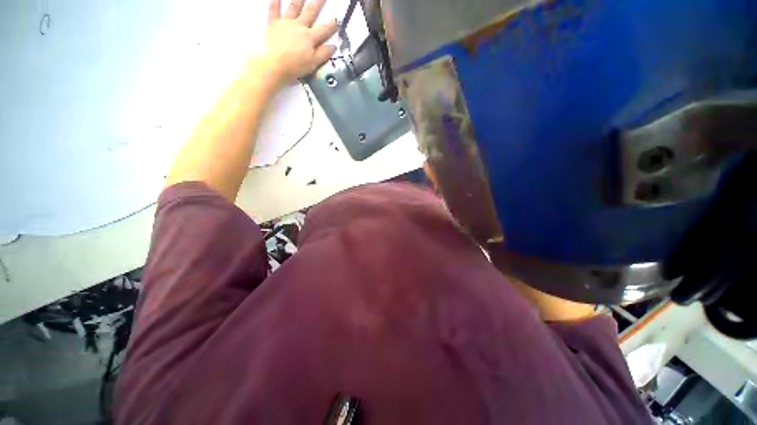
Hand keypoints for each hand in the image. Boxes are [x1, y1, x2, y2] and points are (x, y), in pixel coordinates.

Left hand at [264, 0, 337, 83]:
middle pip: (310, 13)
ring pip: (294, 7)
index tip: (337, 19)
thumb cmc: (295, 67)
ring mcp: (285, 23)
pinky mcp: (273, 24)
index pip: (324, 30)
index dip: (332, 25)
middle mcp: (299, 26)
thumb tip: (333, 46)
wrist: (274, 65)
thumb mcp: (313, 63)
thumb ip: (324, 54)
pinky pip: (273, 10)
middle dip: (318, 4)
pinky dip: (275, 2)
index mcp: (310, 38)